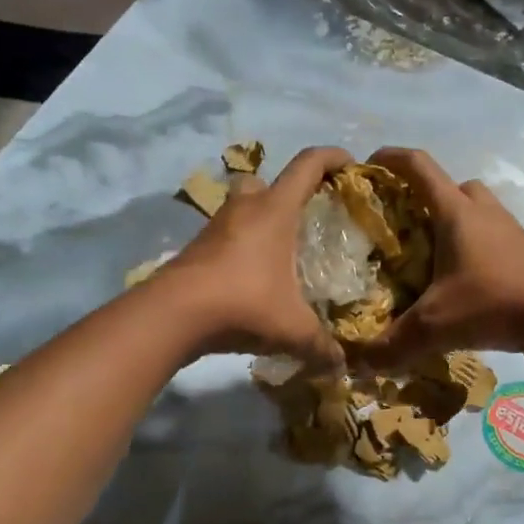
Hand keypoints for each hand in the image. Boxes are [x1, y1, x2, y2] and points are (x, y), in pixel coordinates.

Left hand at [154, 146, 352, 368]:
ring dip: (259, 220)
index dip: (331, 157)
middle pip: (265, 180)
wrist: (173, 314)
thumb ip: (321, 345)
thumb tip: (341, 366)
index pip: (307, 165)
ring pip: (241, 207)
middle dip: (286, 191)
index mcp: (274, 211)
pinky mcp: (196, 249)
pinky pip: (226, 236)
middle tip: (304, 217)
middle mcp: (244, 209)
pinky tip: (252, 277)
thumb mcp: (292, 328)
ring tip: (280, 252)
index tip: (350, 165)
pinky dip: (241, 247)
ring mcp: (215, 227)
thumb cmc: (243, 303)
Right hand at [353, 148, 523, 369]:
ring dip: (450, 223)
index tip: (366, 166)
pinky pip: (490, 237)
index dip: (390, 159)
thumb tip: (354, 364)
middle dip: (423, 197)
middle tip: (400, 224)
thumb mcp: (435, 326)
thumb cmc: (495, 303)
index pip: (418, 166)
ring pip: (473, 211)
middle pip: (451, 186)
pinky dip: (470, 249)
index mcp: (456, 212)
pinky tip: (459, 283)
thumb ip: (390, 345)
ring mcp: (508, 231)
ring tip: (427, 256)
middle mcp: (483, 212)